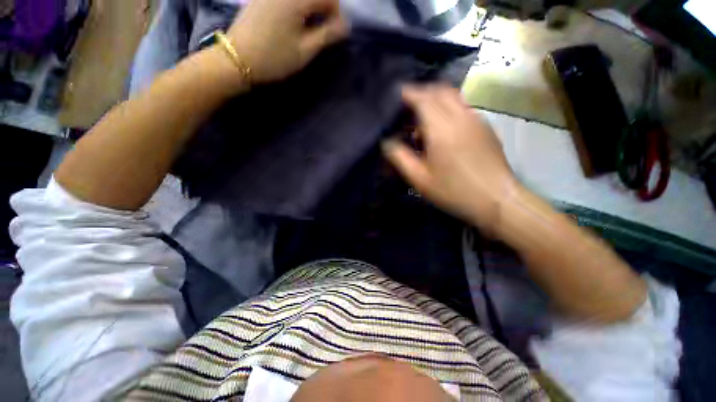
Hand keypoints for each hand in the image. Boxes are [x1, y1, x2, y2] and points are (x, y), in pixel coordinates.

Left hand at [227, 0, 348, 83]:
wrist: (237, 58)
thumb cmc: (275, 57)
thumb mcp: (305, 50)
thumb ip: (327, 35)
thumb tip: (346, 26)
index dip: (337, 15)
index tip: (334, 34)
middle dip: (324, 10)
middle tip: (321, 33)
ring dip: (311, 9)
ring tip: (308, 29)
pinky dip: (298, 8)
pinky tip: (293, 23)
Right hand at [383, 84, 517, 231]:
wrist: (497, 199)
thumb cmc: (454, 191)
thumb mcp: (420, 179)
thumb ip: (400, 157)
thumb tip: (386, 142)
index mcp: (441, 128)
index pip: (423, 98)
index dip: (408, 92)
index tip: (396, 94)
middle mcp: (460, 116)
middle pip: (439, 91)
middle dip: (421, 92)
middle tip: (407, 105)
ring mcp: (476, 119)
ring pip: (453, 97)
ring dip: (435, 99)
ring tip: (423, 115)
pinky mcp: (485, 127)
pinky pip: (463, 107)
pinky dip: (448, 107)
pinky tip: (442, 126)